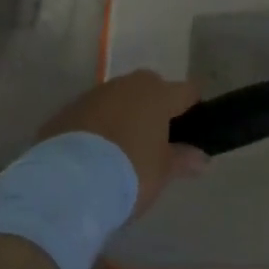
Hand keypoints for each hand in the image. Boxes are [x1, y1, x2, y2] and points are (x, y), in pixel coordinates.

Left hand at [37, 71, 207, 214]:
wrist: (66, 183)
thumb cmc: (128, 172)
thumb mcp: (162, 172)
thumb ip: (183, 159)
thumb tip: (202, 158)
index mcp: (157, 94)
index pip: (187, 91)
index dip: (193, 108)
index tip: (193, 130)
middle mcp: (127, 84)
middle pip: (151, 88)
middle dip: (155, 109)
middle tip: (155, 143)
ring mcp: (94, 94)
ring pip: (118, 99)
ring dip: (123, 116)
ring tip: (121, 151)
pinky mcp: (67, 110)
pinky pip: (92, 113)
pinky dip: (97, 127)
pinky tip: (93, 154)